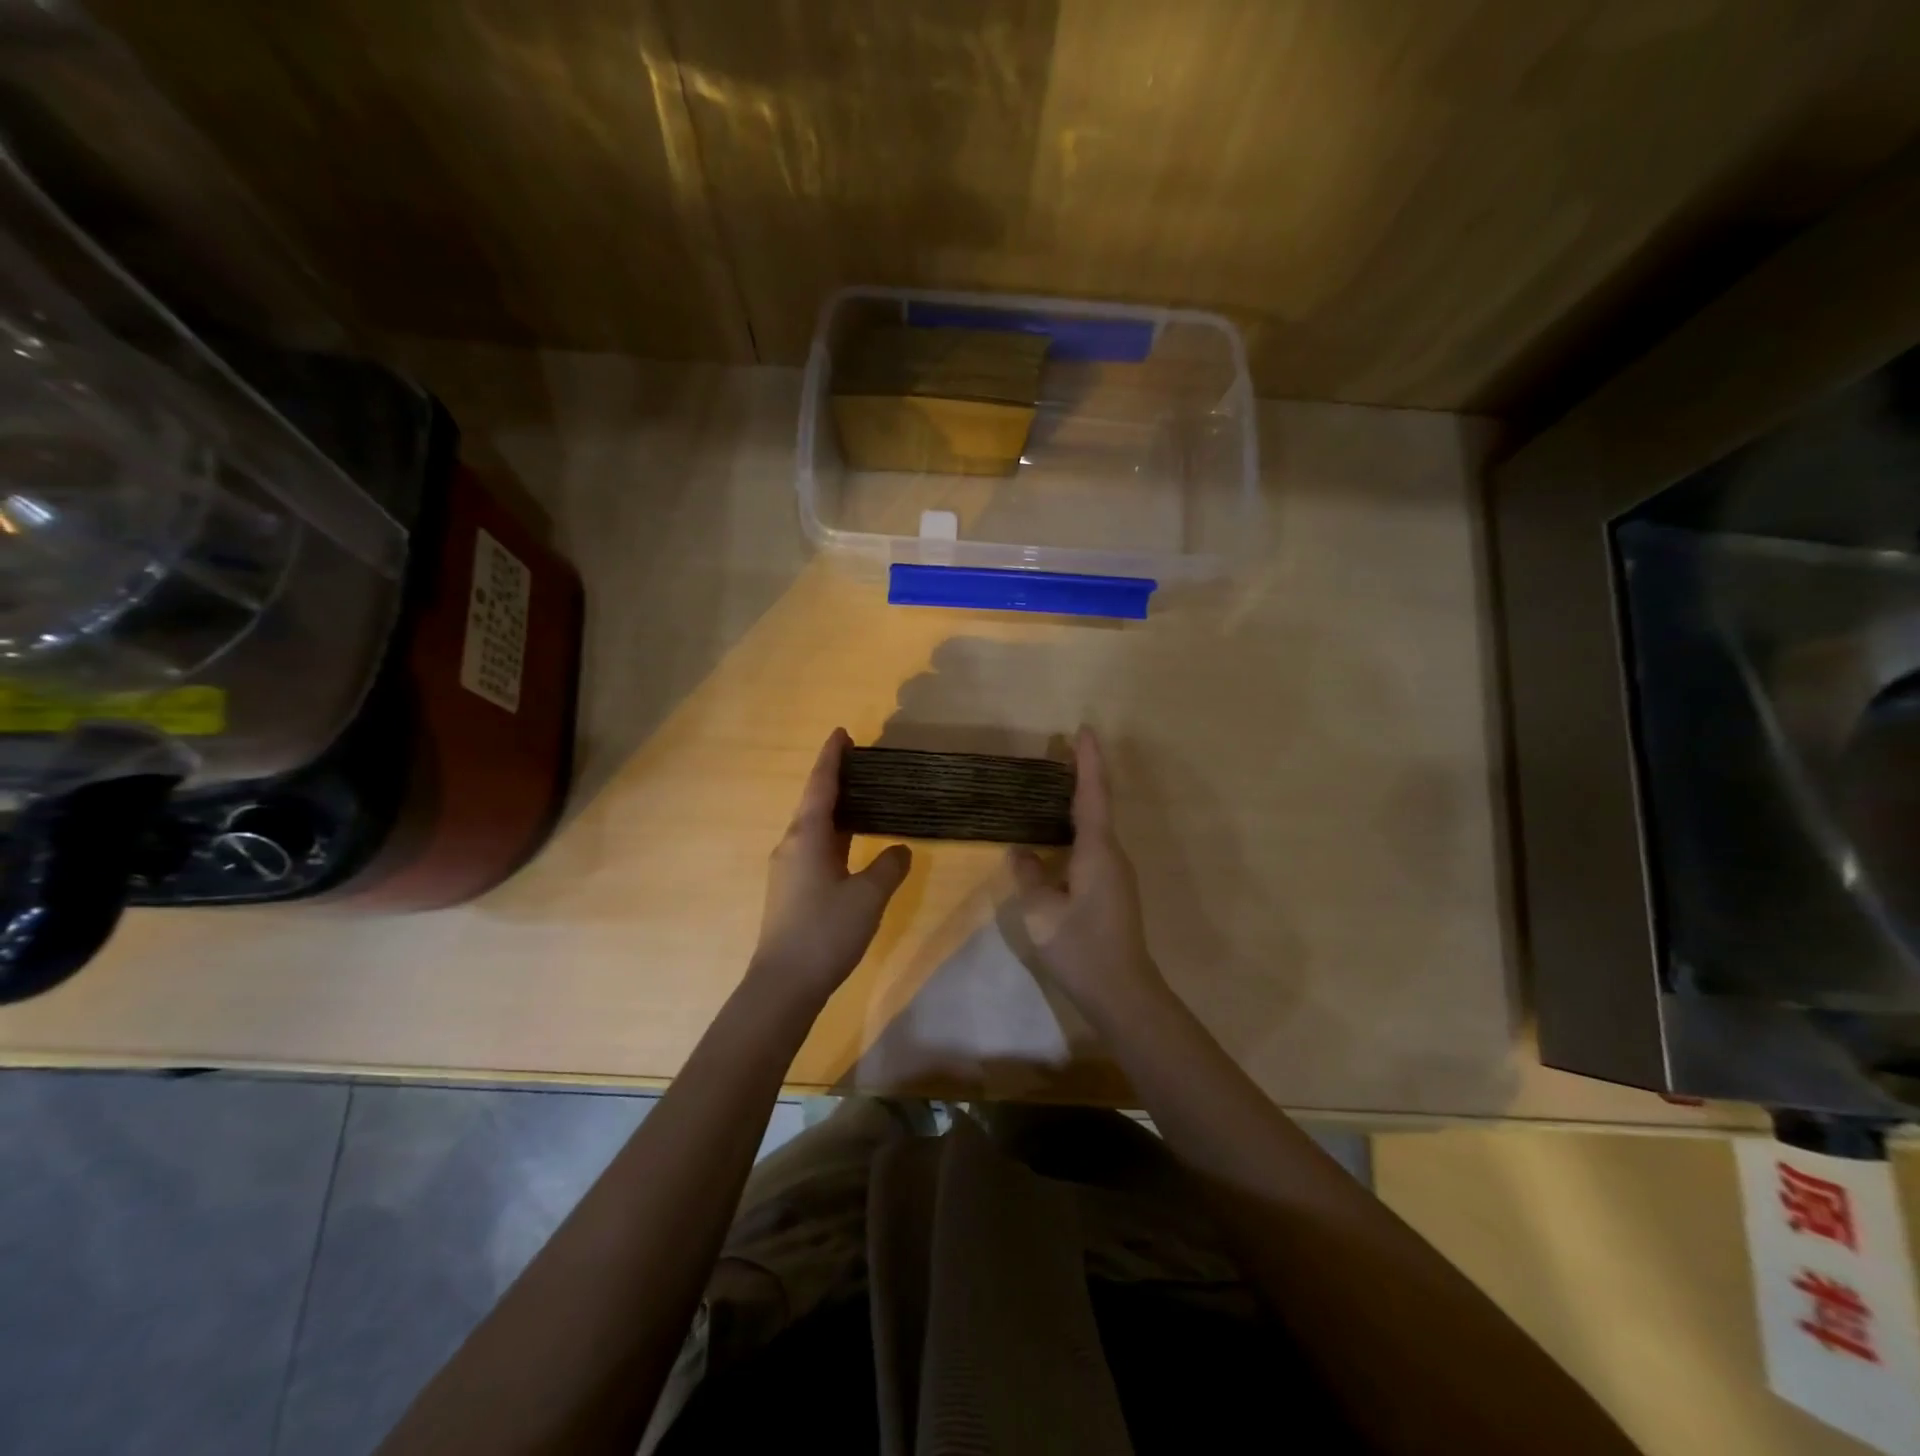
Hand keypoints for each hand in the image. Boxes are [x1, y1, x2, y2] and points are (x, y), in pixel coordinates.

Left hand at [749, 729, 911, 1014]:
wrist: (784, 984)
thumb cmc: (826, 931)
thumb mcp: (868, 896)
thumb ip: (889, 867)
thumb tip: (900, 850)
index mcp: (808, 836)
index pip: (821, 785)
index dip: (833, 757)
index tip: (843, 733)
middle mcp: (792, 844)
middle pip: (814, 802)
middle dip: (836, 781)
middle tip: (864, 766)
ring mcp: (788, 868)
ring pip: (814, 827)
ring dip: (836, 810)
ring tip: (864, 799)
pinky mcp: (790, 889)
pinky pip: (814, 848)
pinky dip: (834, 835)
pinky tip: (853, 844)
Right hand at [1008, 728, 1169, 1022]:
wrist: (1123, 992)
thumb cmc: (1080, 948)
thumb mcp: (1041, 912)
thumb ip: (1029, 875)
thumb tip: (1021, 851)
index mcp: (1097, 851)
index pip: (1092, 794)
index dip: (1088, 761)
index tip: (1084, 730)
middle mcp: (1113, 854)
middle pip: (1098, 804)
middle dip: (1083, 773)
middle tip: (1061, 749)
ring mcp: (1116, 872)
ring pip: (1097, 826)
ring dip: (1080, 800)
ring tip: (1055, 783)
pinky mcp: (1112, 888)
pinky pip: (1094, 845)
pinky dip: (1078, 826)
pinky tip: (1058, 834)